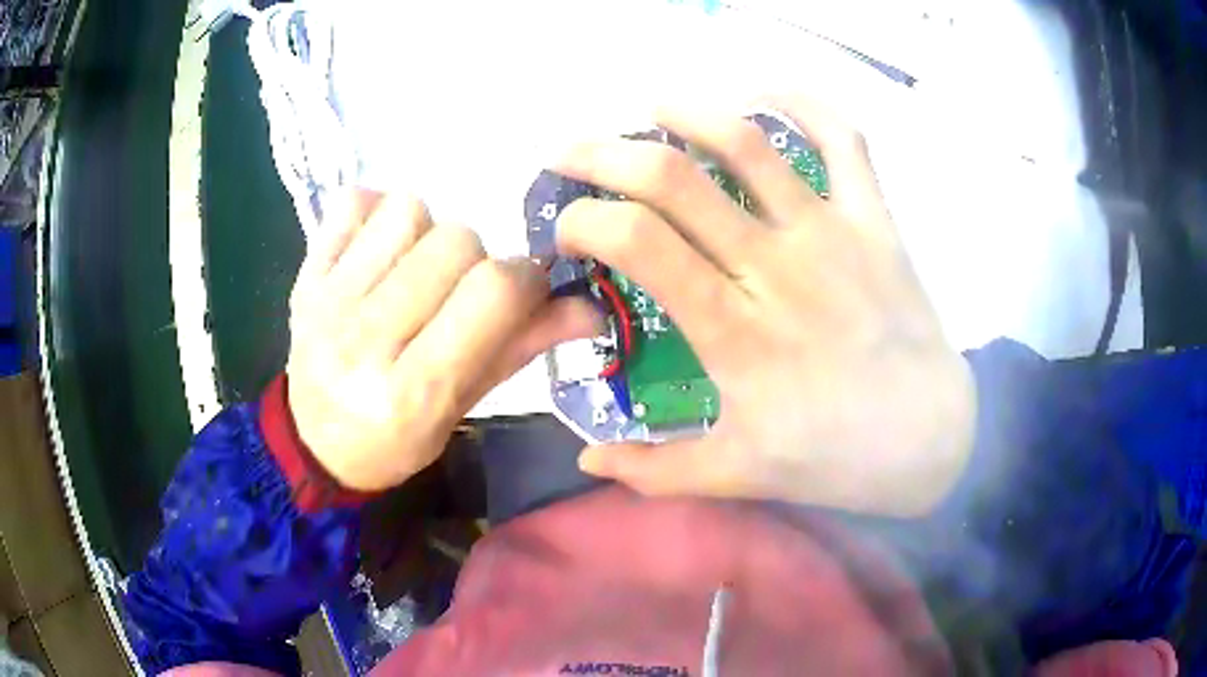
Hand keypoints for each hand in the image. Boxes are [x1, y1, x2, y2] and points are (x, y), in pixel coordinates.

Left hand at [286, 190, 599, 491]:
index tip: (522, 292)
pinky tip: (378, 253)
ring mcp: (327, 302)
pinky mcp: (303, 277)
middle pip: (455, 242)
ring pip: (408, 211)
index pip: (493, 292)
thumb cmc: (397, 440)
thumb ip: (521, 349)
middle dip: (475, 261)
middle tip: (458, 295)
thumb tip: (592, 308)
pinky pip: (356, 202)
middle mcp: (365, 341)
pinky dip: (377, 216)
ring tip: (414, 273)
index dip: (525, 279)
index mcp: (414, 391)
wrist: (316, 445)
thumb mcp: (464, 408)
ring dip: (427, 234)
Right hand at [554, 95, 975, 516]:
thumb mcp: (737, 475)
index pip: (637, 242)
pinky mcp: (873, 219)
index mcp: (733, 331)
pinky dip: (804, 103)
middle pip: (673, 179)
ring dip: (687, 112)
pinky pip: (843, 139)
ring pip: (749, 142)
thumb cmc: (833, 457)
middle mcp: (775, 266)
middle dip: (604, 155)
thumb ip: (655, 472)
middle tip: (571, 154)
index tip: (568, 227)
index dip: (585, 219)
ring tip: (652, 110)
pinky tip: (763, 95)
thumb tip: (587, 459)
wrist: (928, 438)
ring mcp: (830, 232)